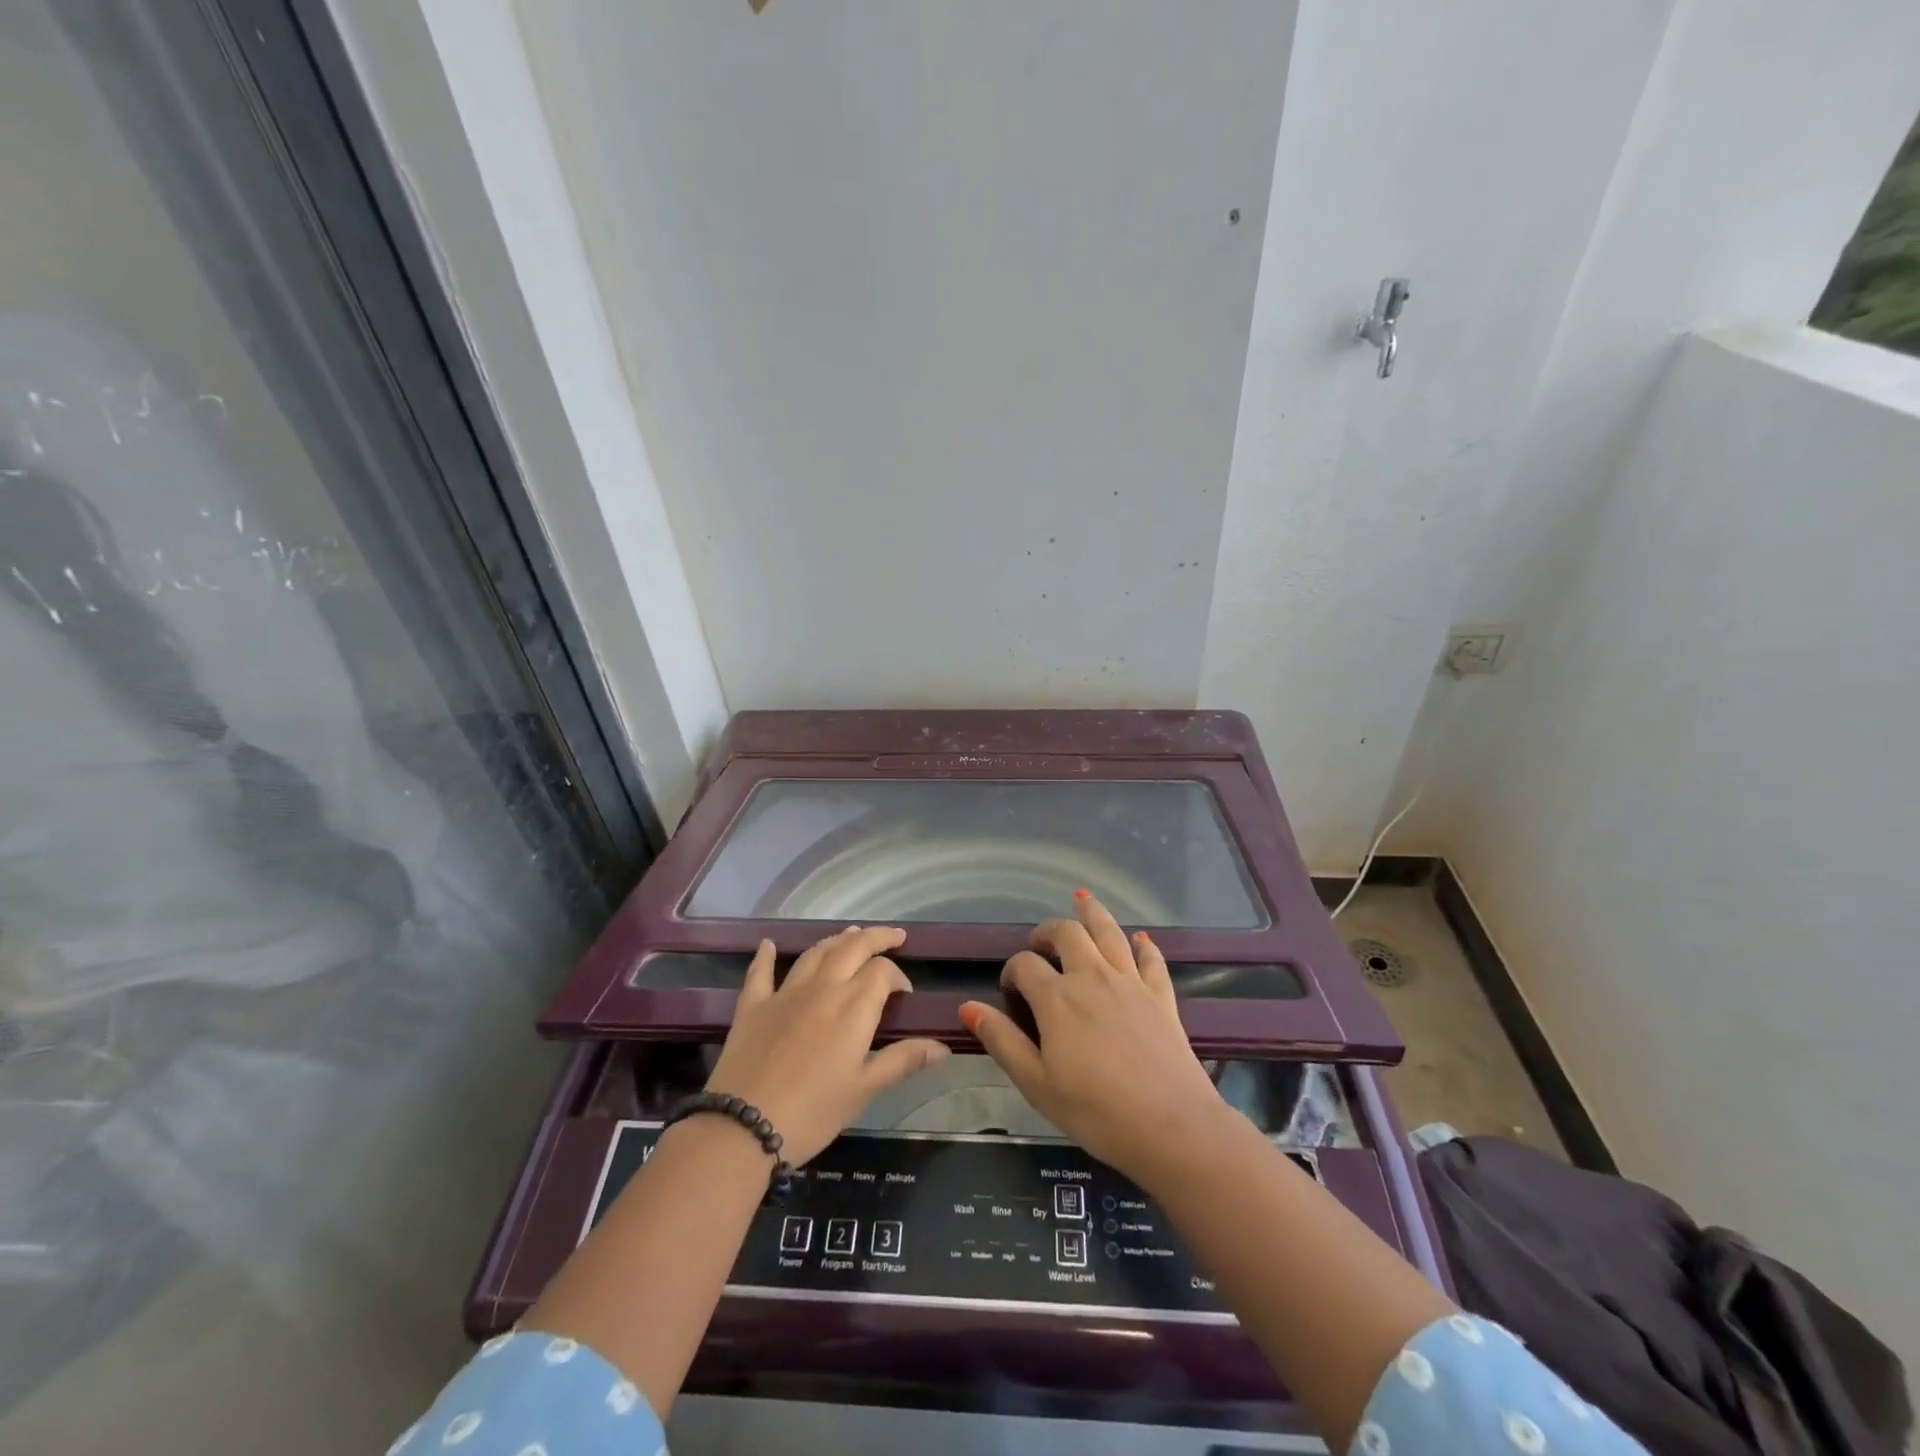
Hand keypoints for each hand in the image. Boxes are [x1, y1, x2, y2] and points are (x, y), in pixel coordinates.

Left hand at [705, 927, 949, 1164]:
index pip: (883, 972)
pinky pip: (761, 973)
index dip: (898, 977)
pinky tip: (768, 945)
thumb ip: (903, 1060)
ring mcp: (785, 993)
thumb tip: (943, 1046)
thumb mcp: (864, 1089)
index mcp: (853, 1006)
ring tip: (851, 934)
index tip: (905, 995)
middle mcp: (822, 987)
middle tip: (893, 936)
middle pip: (853, 947)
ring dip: (836, 940)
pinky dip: (766, 956)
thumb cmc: (813, 1112)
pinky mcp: (753, 1005)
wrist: (743, 1126)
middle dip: (876, 937)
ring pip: (815, 952)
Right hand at [959, 891, 1230, 1186]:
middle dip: (1047, 932)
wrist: (1171, 1127)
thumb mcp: (1036, 1083)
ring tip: (1082, 900)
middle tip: (1040, 944)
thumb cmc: (1095, 1111)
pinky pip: (1151, 959)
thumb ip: (1002, 1041)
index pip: (1025, 965)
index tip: (1010, 992)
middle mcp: (1092, 977)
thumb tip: (967, 1007)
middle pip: (1067, 934)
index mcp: (1057, 998)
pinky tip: (1138, 939)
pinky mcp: (1161, 995)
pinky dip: (1142, 945)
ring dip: (1092, 913)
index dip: (1012, 972)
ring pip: (1109, 932)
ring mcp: (1130, 982)